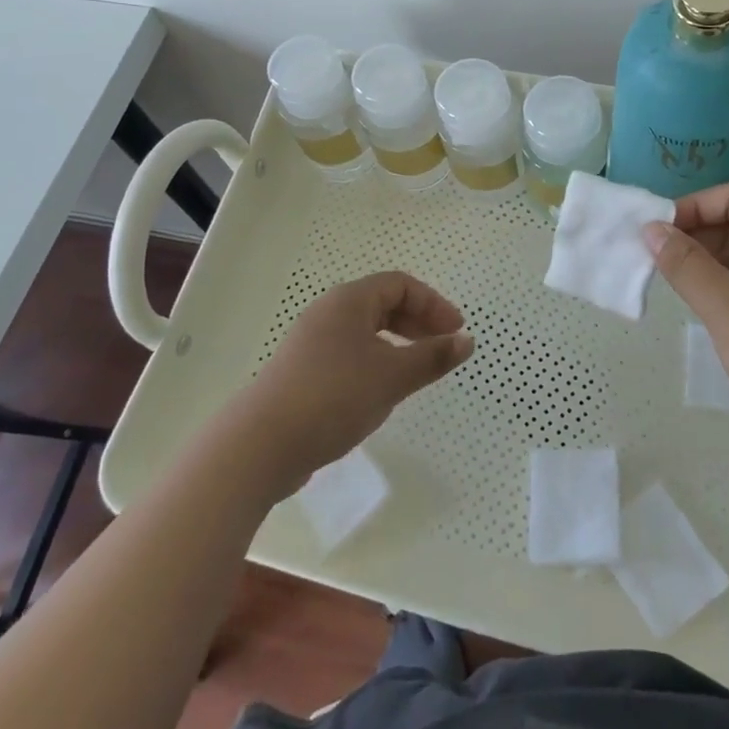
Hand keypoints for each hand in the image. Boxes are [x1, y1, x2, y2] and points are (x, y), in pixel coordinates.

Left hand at [228, 272, 472, 495]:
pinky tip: (381, 392)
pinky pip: (349, 354)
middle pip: (382, 304)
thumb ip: (432, 357)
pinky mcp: (302, 372)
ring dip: (397, 344)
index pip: (400, 285)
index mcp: (349, 301)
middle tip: (442, 347)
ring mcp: (311, 343)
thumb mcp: (392, 376)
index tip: (456, 331)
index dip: (433, 303)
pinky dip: (375, 362)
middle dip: (418, 322)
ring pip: (365, 331)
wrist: (262, 444)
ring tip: (416, 371)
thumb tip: (467, 340)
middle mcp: (328, 313)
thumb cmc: (334, 396)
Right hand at [644, 185, 728, 496]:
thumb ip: (686, 265)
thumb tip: (651, 228)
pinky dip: (726, 295)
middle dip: (697, 235)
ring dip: (709, 266)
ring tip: (672, 287)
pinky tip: (704, 316)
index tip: (655, 233)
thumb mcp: (728, 309)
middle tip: (655, 261)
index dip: (693, 206)